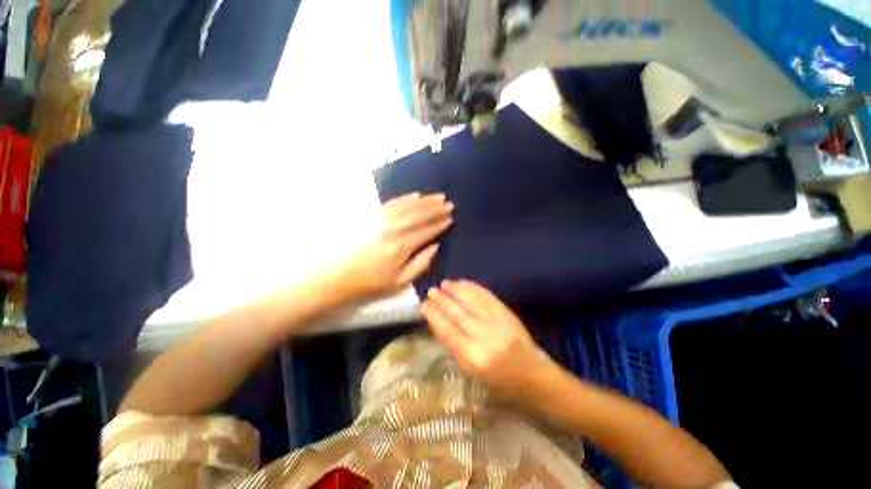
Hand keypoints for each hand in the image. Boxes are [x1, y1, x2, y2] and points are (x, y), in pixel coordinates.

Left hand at [331, 193, 452, 303]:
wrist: (336, 278)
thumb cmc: (371, 284)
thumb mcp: (400, 283)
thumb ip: (421, 263)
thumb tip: (436, 246)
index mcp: (402, 247)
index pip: (426, 231)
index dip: (440, 224)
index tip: (450, 218)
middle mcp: (393, 229)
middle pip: (419, 215)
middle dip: (435, 208)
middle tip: (449, 203)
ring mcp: (381, 220)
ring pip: (408, 206)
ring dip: (425, 201)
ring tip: (437, 197)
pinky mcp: (371, 216)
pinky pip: (392, 203)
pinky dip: (405, 198)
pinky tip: (414, 195)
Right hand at [422, 280, 557, 399]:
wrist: (533, 376)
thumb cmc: (499, 382)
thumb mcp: (471, 371)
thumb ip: (454, 347)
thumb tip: (439, 323)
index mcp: (472, 356)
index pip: (447, 330)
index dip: (434, 316)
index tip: (424, 306)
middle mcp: (483, 336)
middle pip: (457, 313)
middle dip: (441, 300)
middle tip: (431, 291)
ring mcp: (496, 321)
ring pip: (470, 300)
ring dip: (455, 290)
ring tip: (444, 283)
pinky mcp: (506, 312)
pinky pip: (486, 296)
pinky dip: (473, 287)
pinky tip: (463, 283)